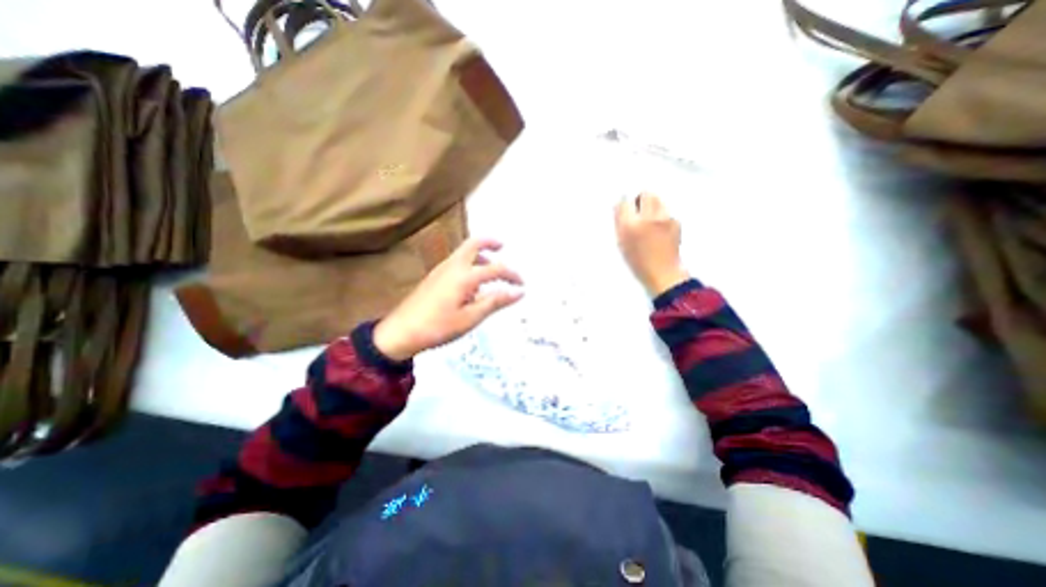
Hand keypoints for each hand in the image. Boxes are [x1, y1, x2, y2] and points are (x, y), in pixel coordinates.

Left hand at [374, 237, 523, 358]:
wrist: (400, 332)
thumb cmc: (438, 327)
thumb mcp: (471, 317)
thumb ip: (495, 301)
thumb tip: (518, 292)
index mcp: (464, 276)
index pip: (496, 269)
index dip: (512, 275)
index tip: (522, 285)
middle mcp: (453, 266)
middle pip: (474, 243)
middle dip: (490, 242)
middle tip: (503, 246)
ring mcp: (441, 269)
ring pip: (464, 252)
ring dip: (480, 254)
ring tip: (491, 268)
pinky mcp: (435, 276)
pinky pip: (457, 261)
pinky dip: (470, 263)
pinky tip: (473, 283)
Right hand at [615, 193, 693, 297]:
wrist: (663, 273)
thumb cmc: (638, 262)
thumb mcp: (621, 244)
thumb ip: (619, 223)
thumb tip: (618, 205)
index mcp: (630, 225)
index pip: (625, 201)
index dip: (624, 202)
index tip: (625, 206)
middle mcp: (648, 217)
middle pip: (645, 194)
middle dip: (640, 199)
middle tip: (638, 209)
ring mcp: (664, 218)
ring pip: (657, 200)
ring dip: (652, 205)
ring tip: (650, 219)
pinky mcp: (676, 221)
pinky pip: (666, 211)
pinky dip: (662, 215)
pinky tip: (660, 228)